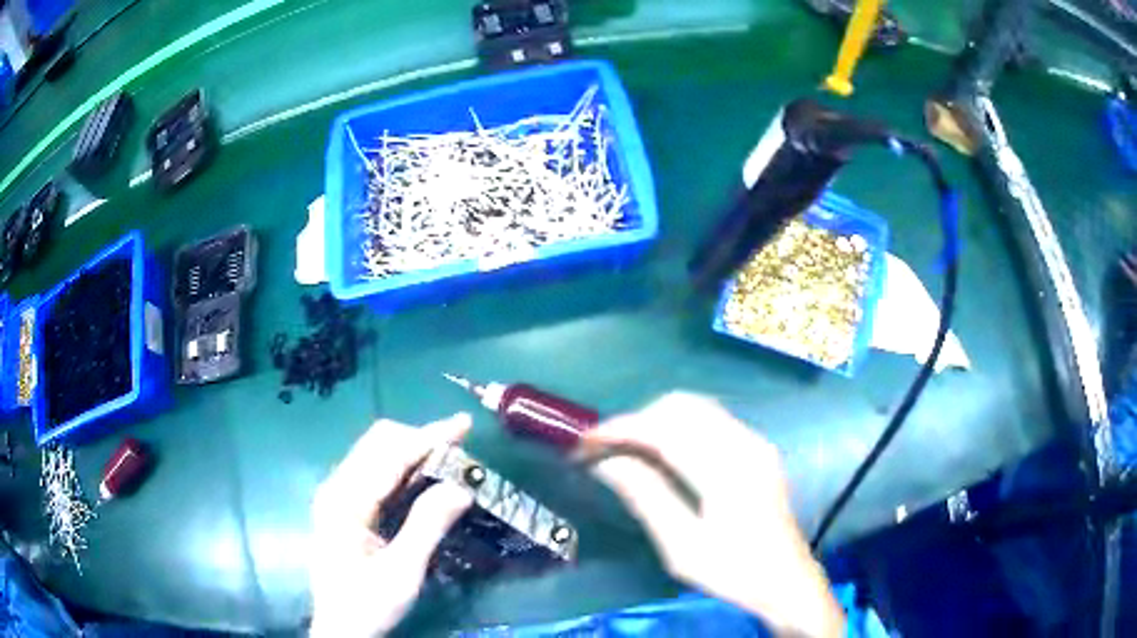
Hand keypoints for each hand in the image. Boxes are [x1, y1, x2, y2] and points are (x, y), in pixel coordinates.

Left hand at [309, 413, 473, 636]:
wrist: (340, 629)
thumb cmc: (368, 604)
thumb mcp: (403, 572)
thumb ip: (428, 526)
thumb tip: (463, 487)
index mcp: (345, 502)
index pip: (389, 455)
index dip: (428, 437)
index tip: (463, 425)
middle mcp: (336, 488)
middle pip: (378, 443)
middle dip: (420, 439)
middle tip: (460, 450)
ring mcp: (337, 495)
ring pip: (376, 453)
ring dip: (413, 450)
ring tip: (449, 460)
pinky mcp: (343, 505)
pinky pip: (374, 471)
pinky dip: (403, 467)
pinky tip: (424, 478)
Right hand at [580, 393, 843, 637]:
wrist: (786, 581)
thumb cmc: (733, 571)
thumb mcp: (683, 547)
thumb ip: (647, 498)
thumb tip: (607, 463)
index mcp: (728, 470)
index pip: (666, 430)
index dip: (621, 429)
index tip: (585, 442)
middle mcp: (745, 443)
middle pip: (682, 406)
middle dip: (638, 420)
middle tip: (606, 450)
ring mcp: (755, 443)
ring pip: (698, 408)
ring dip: (658, 421)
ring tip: (629, 450)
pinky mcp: (758, 449)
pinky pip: (712, 421)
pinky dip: (680, 428)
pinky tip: (664, 454)